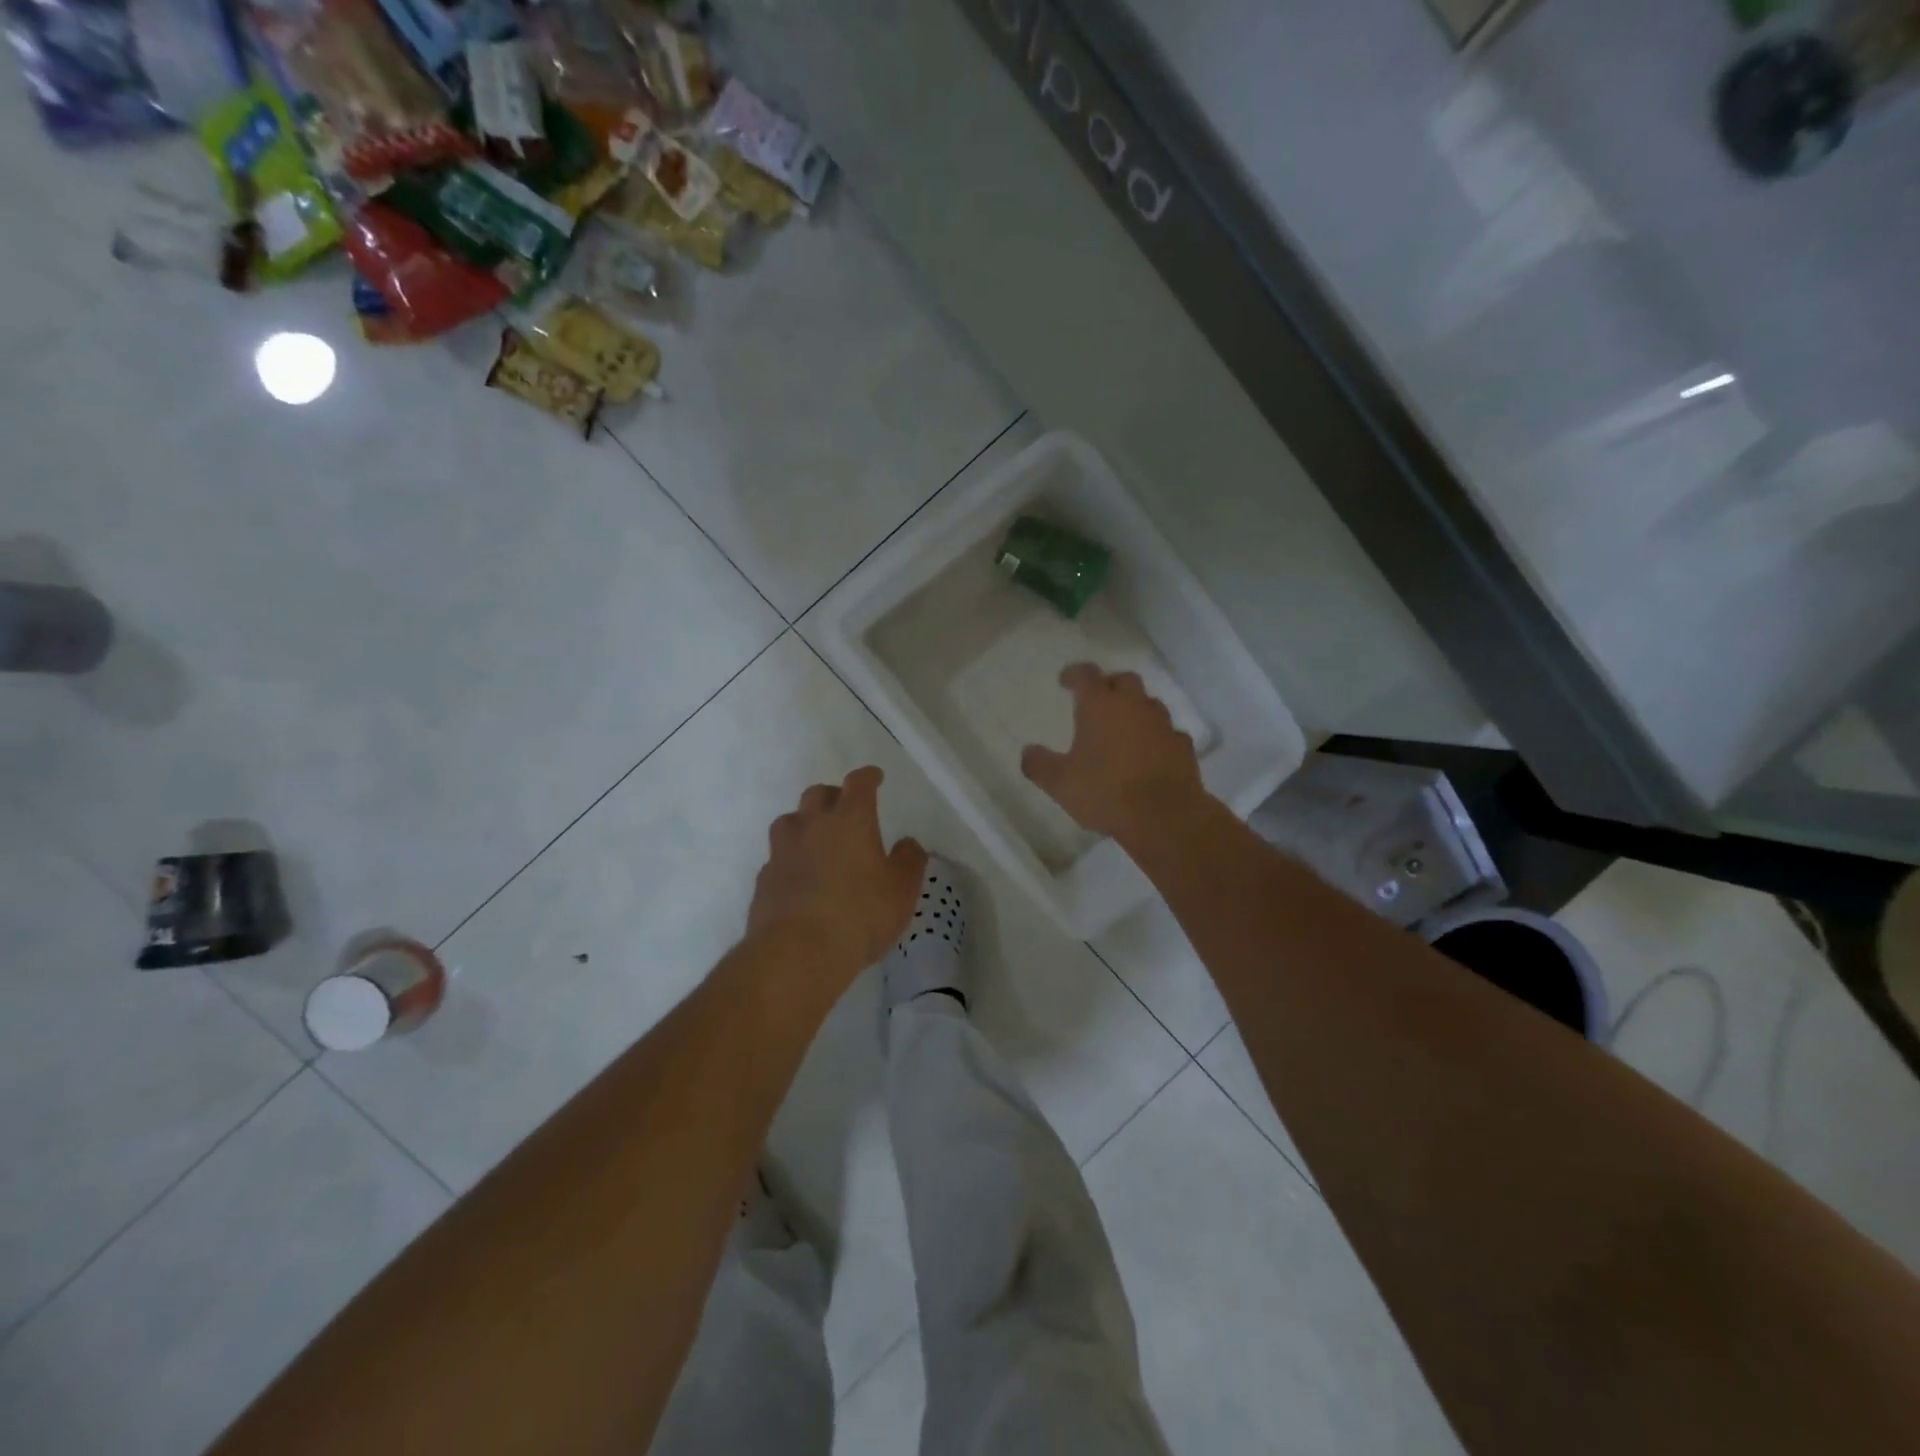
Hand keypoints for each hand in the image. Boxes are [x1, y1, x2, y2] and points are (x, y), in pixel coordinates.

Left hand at [746, 766, 926, 988]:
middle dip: (833, 795)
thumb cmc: (860, 913)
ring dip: (805, 823)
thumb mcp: (902, 889)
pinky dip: (791, 859)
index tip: (875, 777)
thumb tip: (907, 843)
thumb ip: (909, 861)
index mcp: (850, 819)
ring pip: (790, 821)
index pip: (858, 783)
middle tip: (845, 808)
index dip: (868, 777)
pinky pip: (778, 857)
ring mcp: (782, 851)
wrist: (797, 952)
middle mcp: (812, 825)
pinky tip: (800, 878)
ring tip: (817, 840)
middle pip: (817, 794)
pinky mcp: (764, 879)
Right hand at [1022, 663, 1204, 842]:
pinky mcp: (1183, 745)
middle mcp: (1134, 705)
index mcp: (1100, 705)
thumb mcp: (1060, 783)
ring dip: (1134, 710)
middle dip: (1109, 685)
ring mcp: (1162, 723)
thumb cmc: (1105, 792)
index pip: (1085, 674)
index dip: (1074, 673)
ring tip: (1122, 729)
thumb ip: (1040, 764)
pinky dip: (1155, 736)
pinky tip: (1148, 753)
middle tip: (1097, 700)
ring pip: (1148, 704)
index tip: (1065, 680)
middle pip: (1123, 680)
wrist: (1165, 816)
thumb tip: (1028, 752)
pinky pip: (1166, 732)